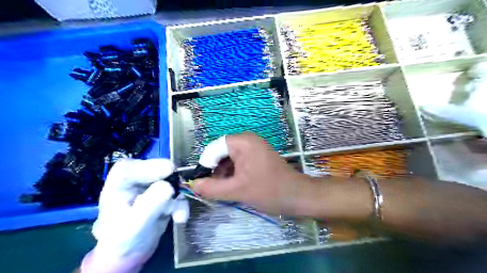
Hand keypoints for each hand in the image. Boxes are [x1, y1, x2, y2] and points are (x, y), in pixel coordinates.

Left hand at [80, 159, 187, 271]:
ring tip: (178, 215)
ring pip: (170, 182)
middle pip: (155, 170)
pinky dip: (181, 205)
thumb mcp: (135, 224)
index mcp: (119, 185)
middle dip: (170, 181)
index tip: (169, 170)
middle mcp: (135, 182)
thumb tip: (169, 186)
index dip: (150, 165)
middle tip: (180, 189)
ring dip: (178, 197)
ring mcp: (151, 188)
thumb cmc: (123, 240)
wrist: (130, 255)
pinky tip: (180, 218)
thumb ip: (150, 204)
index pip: (131, 167)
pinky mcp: (163, 196)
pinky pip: (176, 194)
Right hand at [192, 134, 309, 215]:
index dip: (206, 165)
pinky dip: (233, 172)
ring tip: (224, 189)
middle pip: (221, 152)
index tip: (204, 182)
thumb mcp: (237, 190)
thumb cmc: (268, 190)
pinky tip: (233, 185)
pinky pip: (239, 161)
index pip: (213, 148)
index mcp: (242, 142)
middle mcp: (247, 140)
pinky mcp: (258, 155)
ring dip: (224, 173)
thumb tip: (193, 184)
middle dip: (215, 170)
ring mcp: (254, 147)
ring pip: (229, 158)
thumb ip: (212, 188)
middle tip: (214, 188)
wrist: (297, 195)